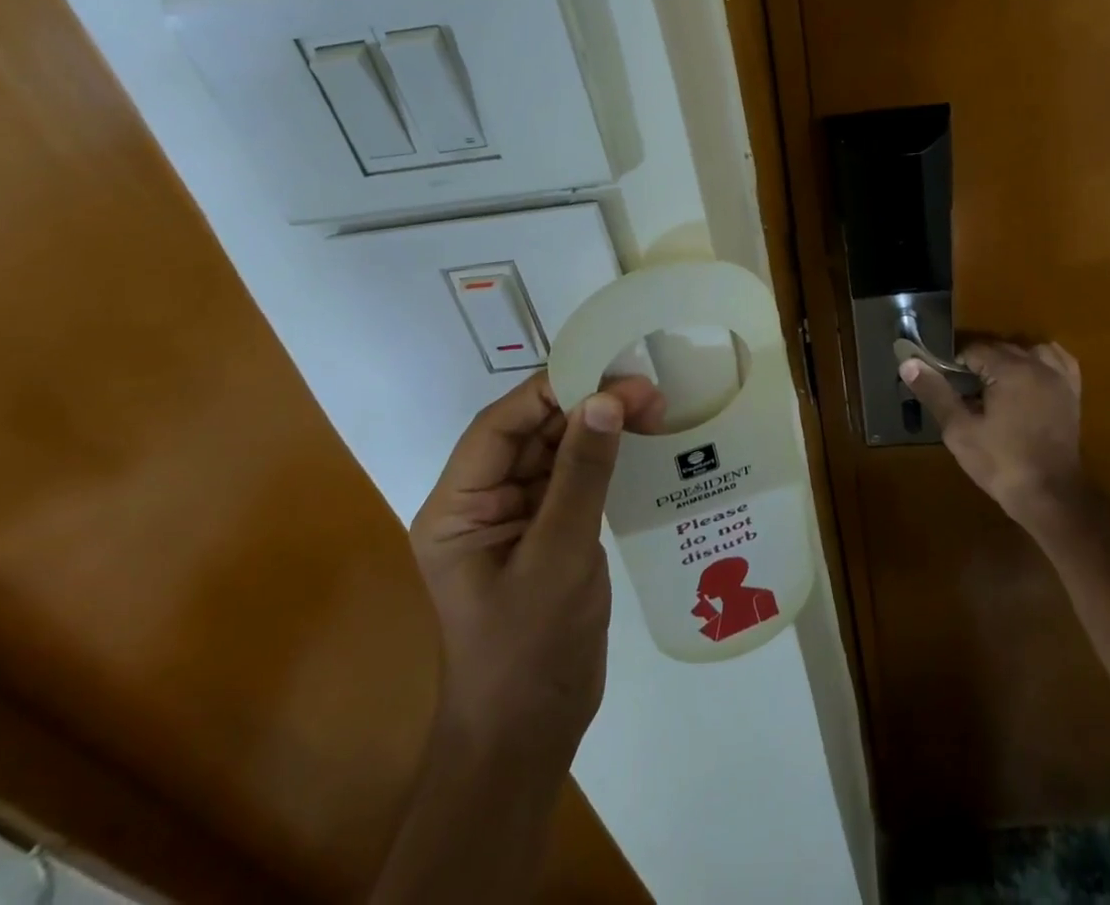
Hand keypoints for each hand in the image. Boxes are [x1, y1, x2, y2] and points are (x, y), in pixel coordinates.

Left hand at [408, 371, 665, 766]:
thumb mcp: (558, 556)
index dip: (549, 390)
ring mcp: (516, 518)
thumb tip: (606, 398)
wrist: (530, 739)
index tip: (605, 370)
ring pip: (555, 451)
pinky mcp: (548, 533)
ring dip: (599, 427)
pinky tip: (641, 442)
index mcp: (457, 507)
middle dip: (584, 405)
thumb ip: (581, 474)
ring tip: (653, 406)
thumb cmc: (529, 650)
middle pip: (530, 433)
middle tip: (645, 388)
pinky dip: (604, 458)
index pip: (499, 427)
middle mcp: (481, 503)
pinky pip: (573, 479)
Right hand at [900, 340, 1090, 533]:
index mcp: (1010, 370)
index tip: (948, 387)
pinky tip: (1030, 375)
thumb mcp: (959, 430)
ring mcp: (1059, 379)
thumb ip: (935, 392)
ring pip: (1028, 350)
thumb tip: (908, 363)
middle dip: (980, 364)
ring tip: (995, 385)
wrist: (1051, 497)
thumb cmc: (1001, 464)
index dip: (956, 366)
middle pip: (1000, 348)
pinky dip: (1042, 360)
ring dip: (1009, 360)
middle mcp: (1038, 365)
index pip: (974, 350)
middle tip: (964, 393)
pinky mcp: (1072, 394)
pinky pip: (1058, 361)